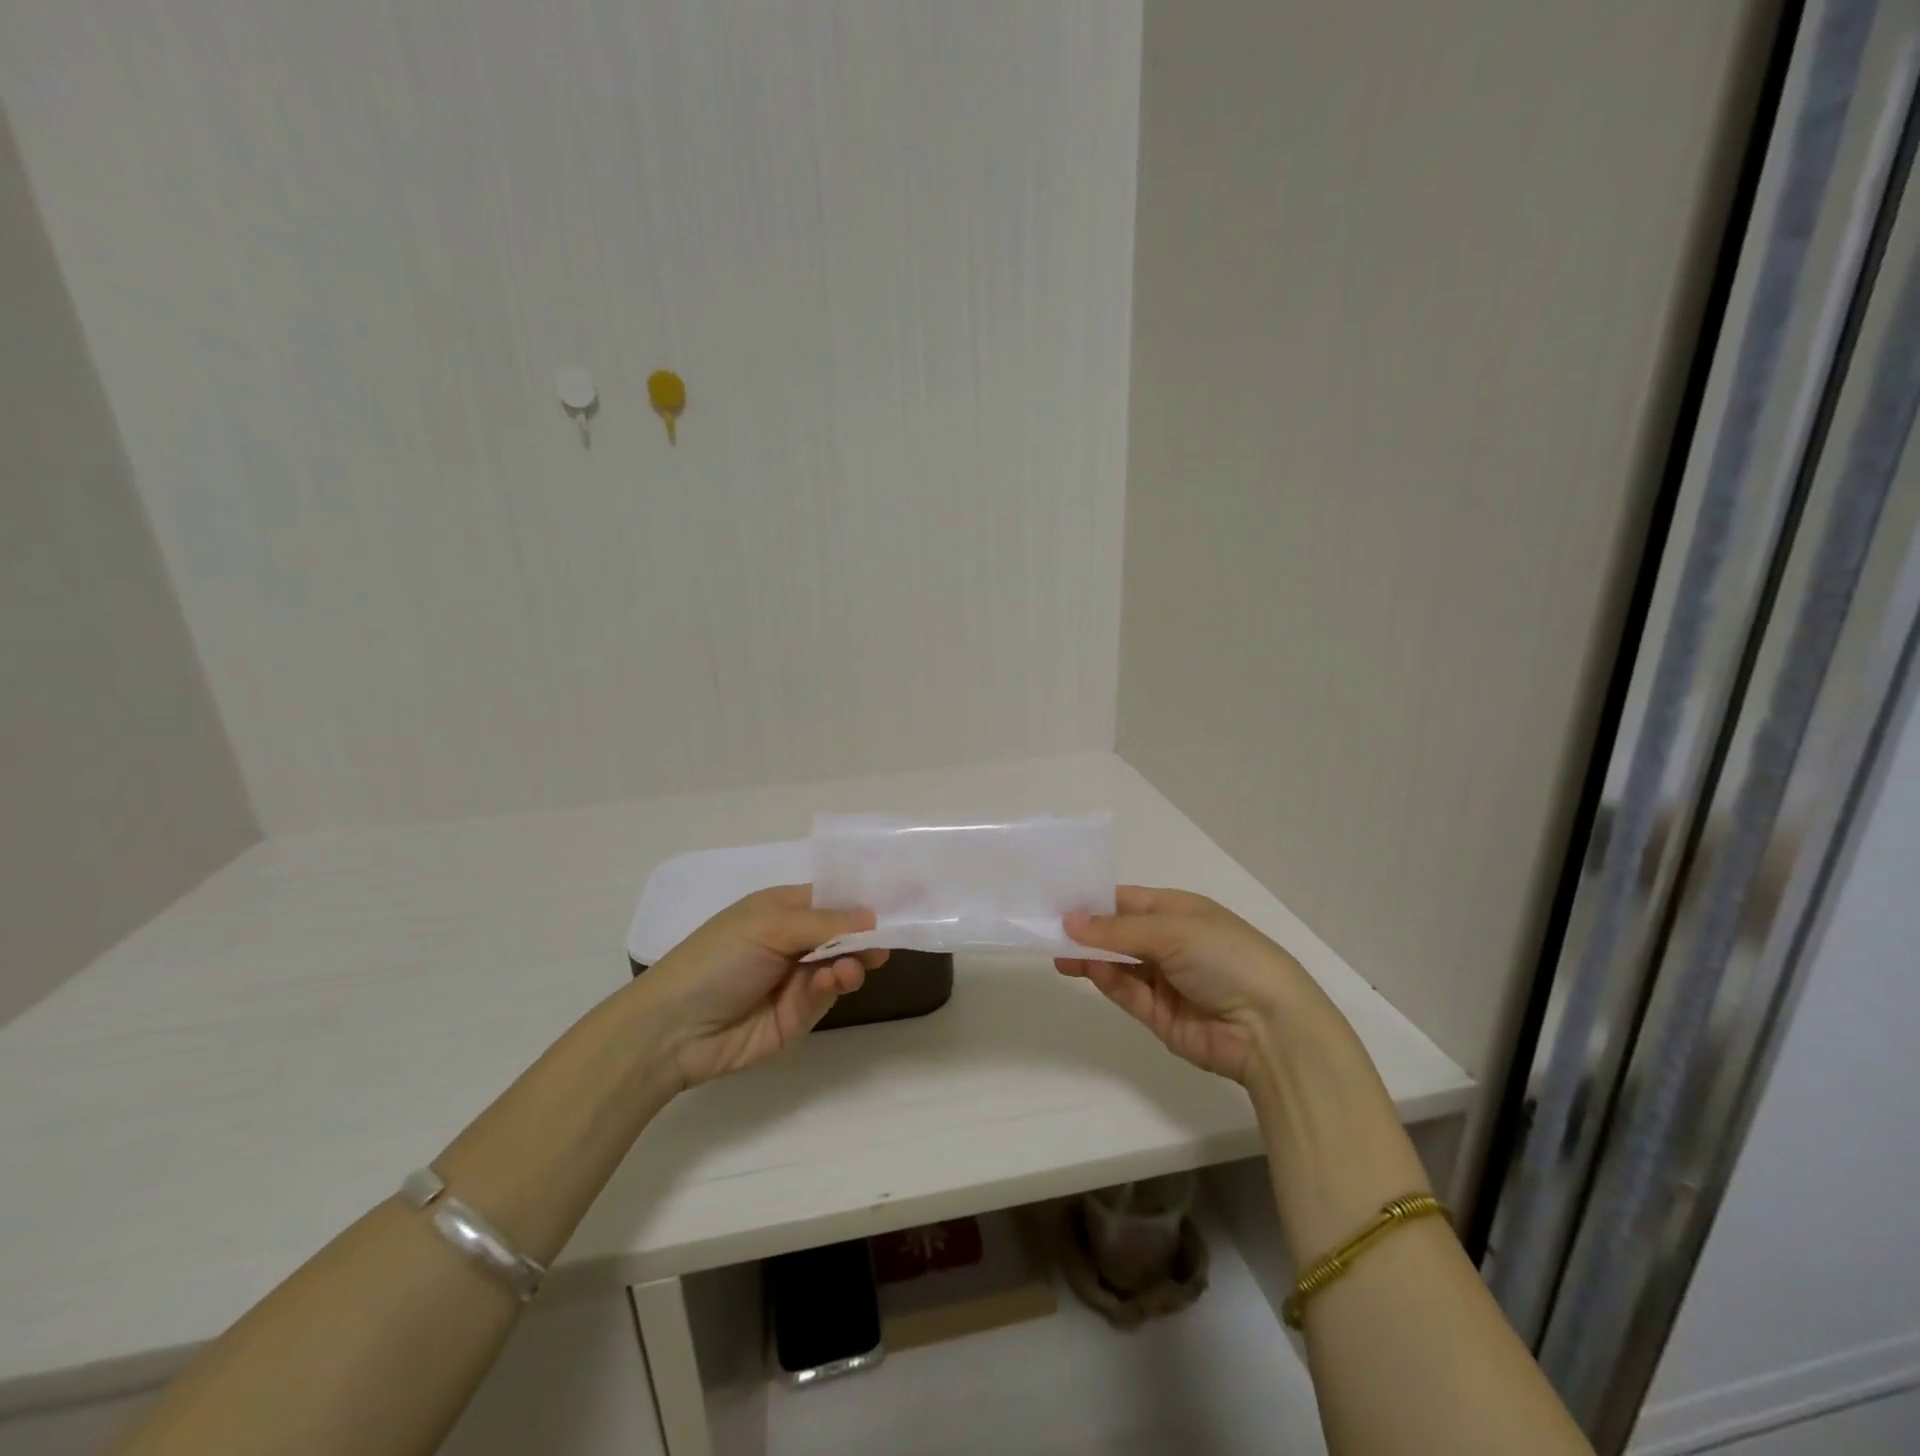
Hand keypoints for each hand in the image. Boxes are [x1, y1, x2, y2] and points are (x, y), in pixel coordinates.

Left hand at [637, 886, 887, 1089]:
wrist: (673, 1030)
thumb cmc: (717, 959)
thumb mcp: (768, 926)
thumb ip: (824, 923)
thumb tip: (873, 918)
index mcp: (781, 908)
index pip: (832, 896)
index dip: (862, 897)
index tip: (904, 896)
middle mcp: (792, 939)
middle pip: (844, 932)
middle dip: (866, 934)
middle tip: (889, 940)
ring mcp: (796, 977)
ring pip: (842, 964)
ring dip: (853, 961)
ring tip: (857, 966)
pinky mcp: (799, 1014)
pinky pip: (827, 994)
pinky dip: (835, 986)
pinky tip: (835, 981)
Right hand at [1057, 886, 1337, 1083]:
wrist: (1270, 1029)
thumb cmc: (1227, 958)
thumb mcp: (1173, 932)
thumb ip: (1118, 929)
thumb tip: (1069, 921)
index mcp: (1179, 912)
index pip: (1126, 900)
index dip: (1093, 900)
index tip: (1056, 899)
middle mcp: (1169, 942)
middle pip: (1117, 932)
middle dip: (1085, 929)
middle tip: (1044, 926)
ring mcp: (1163, 979)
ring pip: (1116, 962)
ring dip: (1089, 954)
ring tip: (1055, 949)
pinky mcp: (1157, 1014)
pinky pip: (1123, 990)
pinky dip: (1102, 978)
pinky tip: (1079, 966)